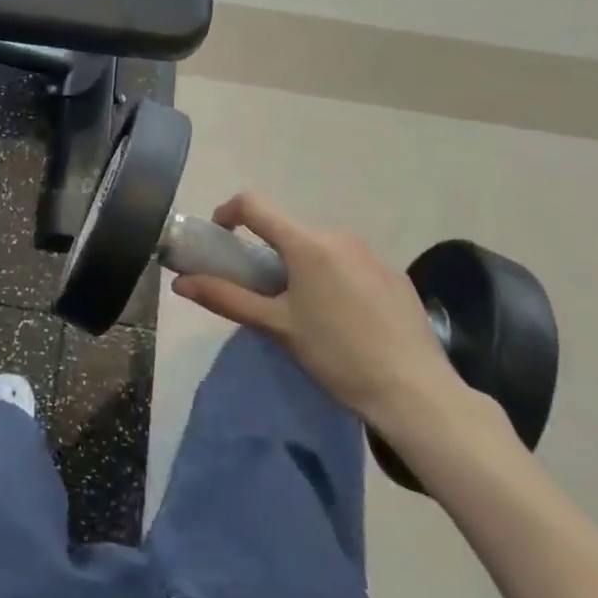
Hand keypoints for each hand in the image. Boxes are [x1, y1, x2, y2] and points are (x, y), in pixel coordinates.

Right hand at [171, 193, 467, 436]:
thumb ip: (226, 298)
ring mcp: (373, 253)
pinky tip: (343, 318)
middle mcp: (340, 236)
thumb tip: (180, 282)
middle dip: (268, 249)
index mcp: (307, 243)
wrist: (417, 393)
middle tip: (261, 289)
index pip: (254, 204)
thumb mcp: (277, 327)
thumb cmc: (337, 356)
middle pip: (289, 229)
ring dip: (302, 264)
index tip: (219, 237)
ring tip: (304, 309)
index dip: (228, 212)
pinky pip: (350, 262)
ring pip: (321, 247)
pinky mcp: (395, 275)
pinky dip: (333, 277)